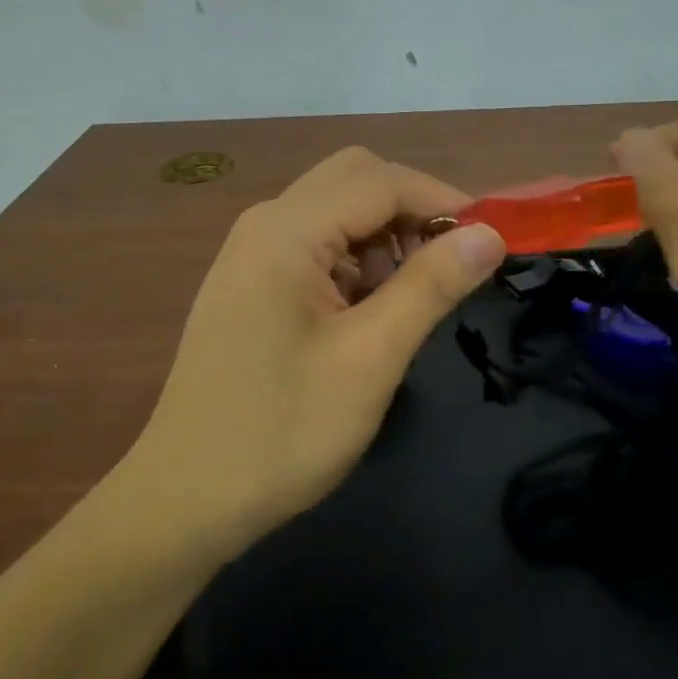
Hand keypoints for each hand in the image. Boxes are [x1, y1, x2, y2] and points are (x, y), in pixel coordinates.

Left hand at [126, 147, 505, 554]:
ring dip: (385, 236)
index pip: (382, 180)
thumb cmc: (282, 432)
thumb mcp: (370, 359)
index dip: (444, 202)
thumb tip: (491, 234)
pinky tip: (366, 312)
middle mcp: (264, 223)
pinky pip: (315, 242)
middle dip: (412, 211)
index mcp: (287, 231)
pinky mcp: (250, 281)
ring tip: (407, 301)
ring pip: (336, 209)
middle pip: (355, 179)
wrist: (186, 499)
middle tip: (449, 267)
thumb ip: (431, 286)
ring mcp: (251, 251)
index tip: (492, 243)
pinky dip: (356, 259)